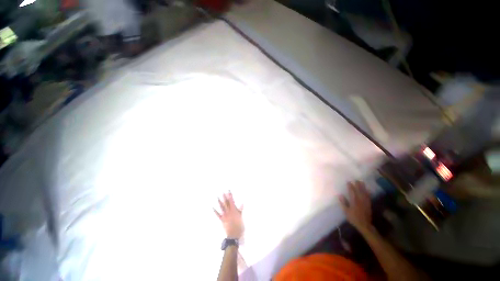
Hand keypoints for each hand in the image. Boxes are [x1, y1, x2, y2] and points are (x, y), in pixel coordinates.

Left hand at [214, 191, 243, 238]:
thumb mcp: (241, 217)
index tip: (228, 191)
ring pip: (222, 207)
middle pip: (226, 203)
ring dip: (219, 202)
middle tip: (222, 192)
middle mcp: (229, 211)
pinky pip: (218, 215)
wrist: (234, 234)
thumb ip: (240, 210)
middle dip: (224, 197)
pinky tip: (213, 208)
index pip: (231, 201)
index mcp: (234, 210)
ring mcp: (225, 215)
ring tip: (218, 197)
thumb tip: (242, 203)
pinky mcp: (222, 220)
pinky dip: (215, 211)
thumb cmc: (239, 226)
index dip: (230, 195)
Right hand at [338, 181, 372, 232]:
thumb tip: (340, 195)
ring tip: (362, 182)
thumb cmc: (354, 218)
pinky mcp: (369, 205)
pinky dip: (367, 193)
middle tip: (356, 180)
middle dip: (357, 185)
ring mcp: (365, 202)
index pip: (352, 192)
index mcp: (354, 201)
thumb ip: (343, 203)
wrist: (364, 225)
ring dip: (363, 187)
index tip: (348, 182)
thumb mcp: (346, 211)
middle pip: (359, 191)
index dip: (350, 186)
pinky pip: (368, 197)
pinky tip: (367, 190)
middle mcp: (360, 200)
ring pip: (364, 193)